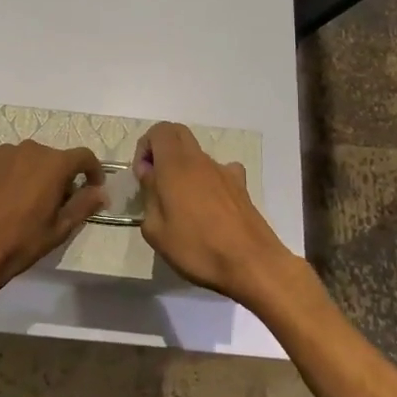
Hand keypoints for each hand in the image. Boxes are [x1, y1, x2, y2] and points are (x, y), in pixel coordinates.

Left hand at [0, 141, 107, 300]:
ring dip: (33, 173)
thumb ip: (83, 205)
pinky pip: (4, 161)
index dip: (93, 170)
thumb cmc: (20, 243)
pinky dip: (10, 173)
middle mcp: (29, 149)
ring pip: (28, 158)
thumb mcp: (59, 229)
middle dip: (60, 176)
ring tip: (25, 201)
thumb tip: (102, 191)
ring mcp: (2, 152)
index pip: (83, 156)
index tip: (93, 187)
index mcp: (53, 164)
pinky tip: (2, 197)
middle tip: (56, 202)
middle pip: (54, 157)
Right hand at [134, 122, 298, 308]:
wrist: (252, 265)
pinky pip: (219, 172)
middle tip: (157, 182)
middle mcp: (200, 160)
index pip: (159, 131)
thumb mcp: (155, 230)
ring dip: (184, 168)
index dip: (145, 147)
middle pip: (179, 134)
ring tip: (183, 205)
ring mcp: (224, 171)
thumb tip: (150, 175)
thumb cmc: (197, 248)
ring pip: (198, 155)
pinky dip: (209, 180)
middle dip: (163, 151)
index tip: (143, 176)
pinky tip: (209, 207)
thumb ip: (148, 195)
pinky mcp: (241, 187)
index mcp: (175, 165)